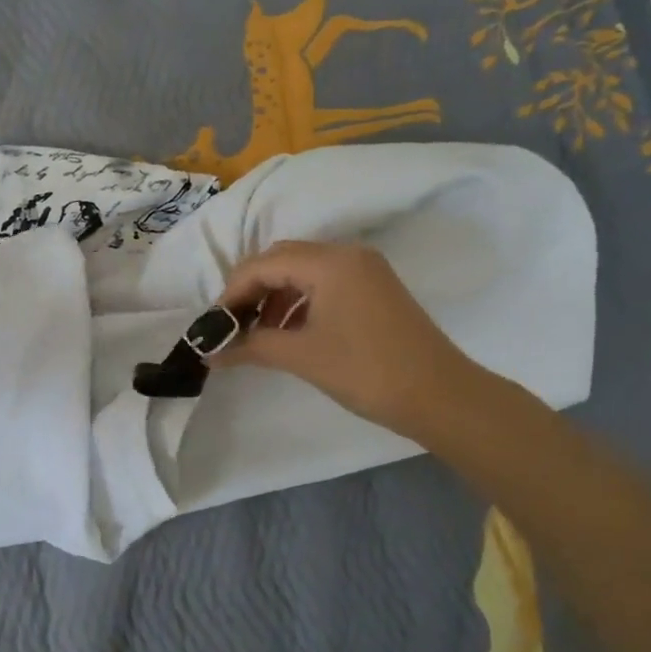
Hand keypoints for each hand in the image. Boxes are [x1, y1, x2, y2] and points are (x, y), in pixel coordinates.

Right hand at [212, 240, 477, 440]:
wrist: (441, 396)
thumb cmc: (366, 371)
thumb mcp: (302, 356)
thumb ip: (251, 346)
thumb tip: (210, 353)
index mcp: (329, 262)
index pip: (263, 264)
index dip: (232, 292)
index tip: (213, 324)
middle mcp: (347, 254)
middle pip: (282, 260)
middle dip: (251, 290)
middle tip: (230, 325)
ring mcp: (365, 270)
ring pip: (302, 271)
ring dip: (274, 297)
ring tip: (256, 333)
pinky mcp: (374, 289)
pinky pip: (324, 284)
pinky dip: (298, 302)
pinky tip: (287, 331)